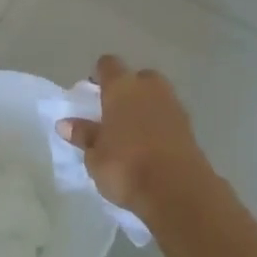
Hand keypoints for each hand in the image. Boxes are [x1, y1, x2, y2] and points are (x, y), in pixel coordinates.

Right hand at [59, 55, 217, 218]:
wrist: (178, 191)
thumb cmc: (126, 167)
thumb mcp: (95, 156)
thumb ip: (83, 135)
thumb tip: (65, 124)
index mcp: (121, 87)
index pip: (108, 64)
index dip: (100, 74)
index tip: (92, 91)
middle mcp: (149, 88)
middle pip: (138, 77)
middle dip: (128, 89)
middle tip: (114, 112)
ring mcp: (173, 106)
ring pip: (156, 96)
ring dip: (146, 107)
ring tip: (132, 132)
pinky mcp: (190, 127)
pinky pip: (169, 116)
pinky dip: (160, 124)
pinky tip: (150, 145)